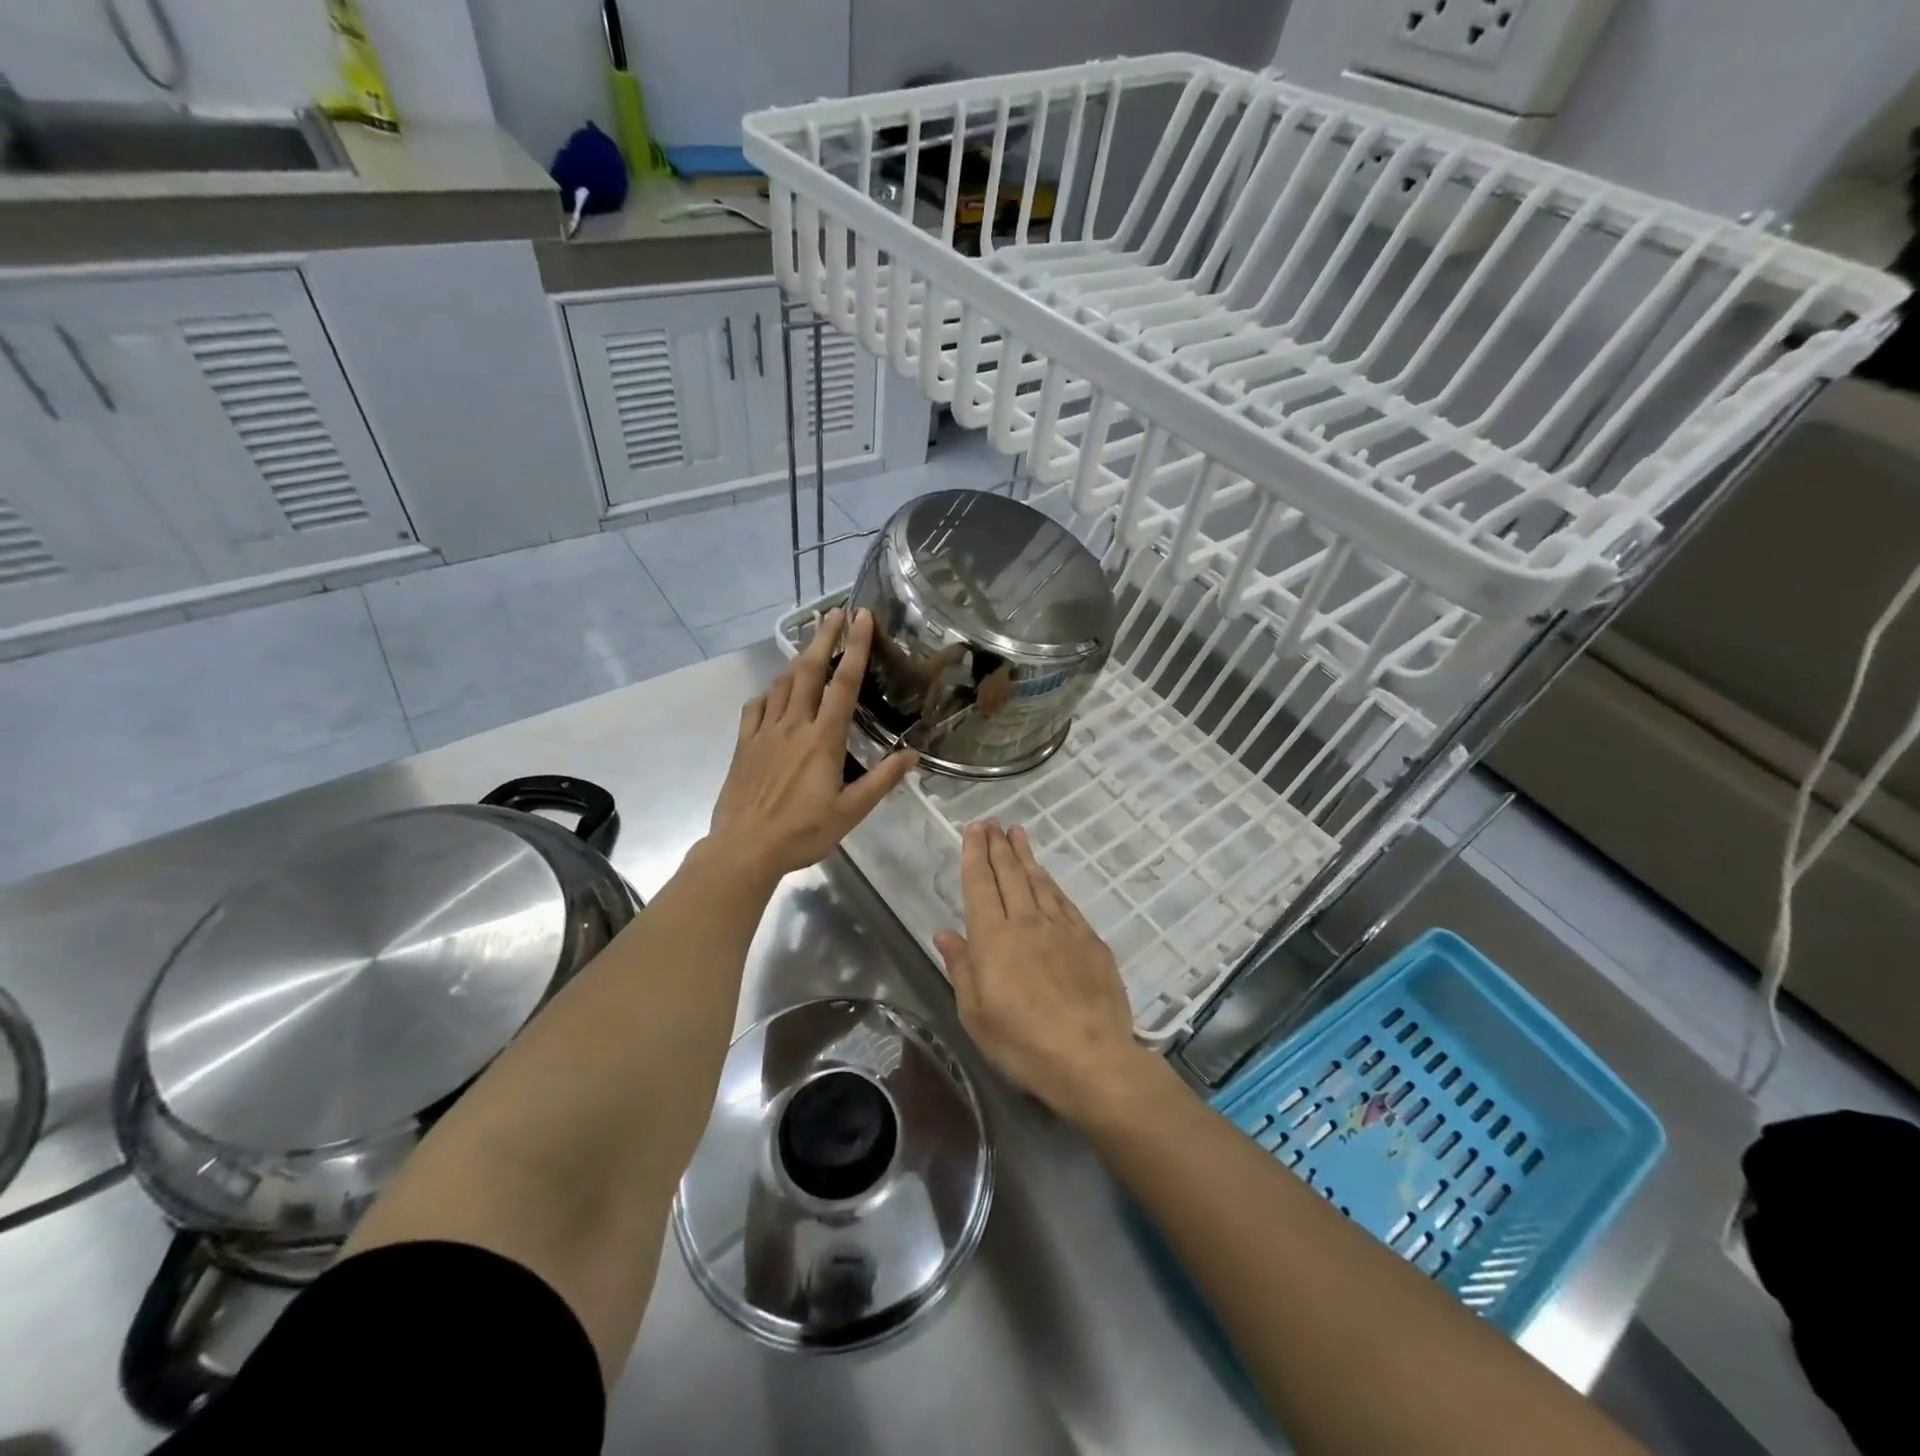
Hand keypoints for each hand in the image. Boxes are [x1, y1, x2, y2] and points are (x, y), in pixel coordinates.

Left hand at [707, 608, 916, 881]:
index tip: (861, 618)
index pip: (844, 684)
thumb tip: (913, 755)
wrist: (744, 849)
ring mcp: (764, 733)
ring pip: (781, 685)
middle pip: (809, 671)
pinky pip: (755, 707)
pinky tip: (774, 694)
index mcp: (822, 739)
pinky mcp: (744, 745)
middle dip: (823, 637)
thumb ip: (882, 781)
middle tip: (834, 611)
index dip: (855, 648)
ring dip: (798, 659)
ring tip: (811, 645)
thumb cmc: (802, 832)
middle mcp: (793, 726)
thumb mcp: (851, 812)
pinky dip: (768, 693)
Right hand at [935, 821, 1153, 1124]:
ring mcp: (1062, 929)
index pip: (980, 885)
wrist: (1091, 1058)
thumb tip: (946, 933)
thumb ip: (962, 968)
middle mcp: (1027, 922)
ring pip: (1040, 882)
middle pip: (1010, 874)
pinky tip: (1048, 878)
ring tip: (1018, 834)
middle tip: (993, 822)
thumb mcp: (976, 1014)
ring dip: (1027, 856)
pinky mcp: (1090, 941)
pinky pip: (1065, 902)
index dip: (976, 854)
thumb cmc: (1023, 1043)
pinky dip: (1052, 884)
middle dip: (999, 845)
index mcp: (994, 938)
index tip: (975, 829)